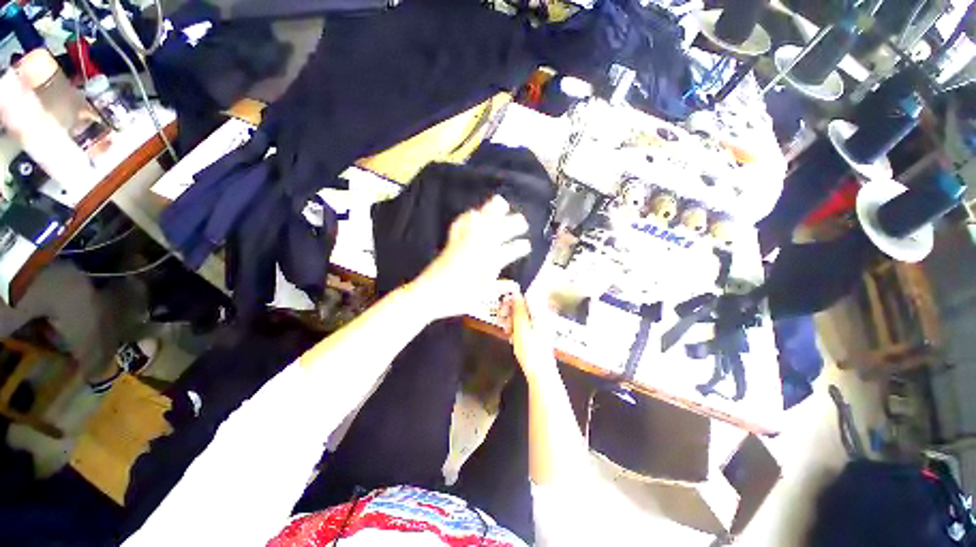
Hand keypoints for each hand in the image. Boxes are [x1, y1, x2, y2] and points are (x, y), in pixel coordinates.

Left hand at [411, 196, 530, 320]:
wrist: (427, 295)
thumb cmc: (455, 298)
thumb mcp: (480, 296)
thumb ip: (498, 287)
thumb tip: (515, 285)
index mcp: (484, 264)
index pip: (506, 253)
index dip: (518, 249)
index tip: (527, 245)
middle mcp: (475, 250)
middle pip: (496, 233)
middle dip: (511, 225)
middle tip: (522, 220)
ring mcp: (462, 244)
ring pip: (480, 224)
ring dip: (491, 212)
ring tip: (500, 202)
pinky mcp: (451, 244)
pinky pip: (460, 226)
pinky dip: (467, 218)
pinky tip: (471, 213)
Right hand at [500, 290, 556, 381]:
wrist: (540, 372)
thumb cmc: (530, 349)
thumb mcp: (521, 326)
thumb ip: (518, 308)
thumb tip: (516, 293)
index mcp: (541, 312)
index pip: (527, 296)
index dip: (514, 298)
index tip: (503, 305)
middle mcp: (543, 316)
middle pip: (525, 305)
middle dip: (511, 310)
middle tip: (502, 318)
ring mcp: (542, 325)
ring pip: (524, 315)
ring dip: (512, 319)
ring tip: (506, 329)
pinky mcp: (539, 334)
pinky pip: (526, 324)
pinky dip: (517, 326)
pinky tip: (510, 334)